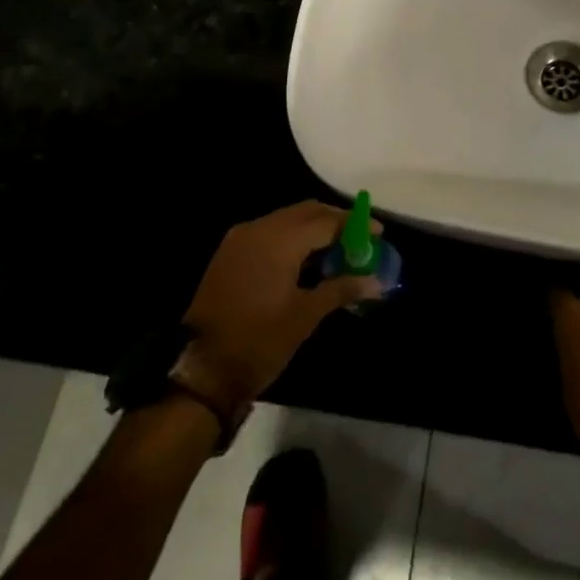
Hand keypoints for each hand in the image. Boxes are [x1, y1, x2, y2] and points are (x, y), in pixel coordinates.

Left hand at [180, 201, 381, 414]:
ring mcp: (240, 239)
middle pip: (306, 211)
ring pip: (286, 219)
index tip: (378, 233)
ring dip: (313, 229)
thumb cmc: (260, 341)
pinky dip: (291, 238)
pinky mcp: (230, 252)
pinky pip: (269, 232)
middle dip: (334, 221)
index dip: (355, 225)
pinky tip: (306, 260)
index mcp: (280, 240)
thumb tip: (377, 282)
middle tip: (359, 239)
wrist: (201, 369)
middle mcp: (259, 229)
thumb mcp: (306, 315)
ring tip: (337, 251)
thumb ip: (342, 289)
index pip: (326, 220)